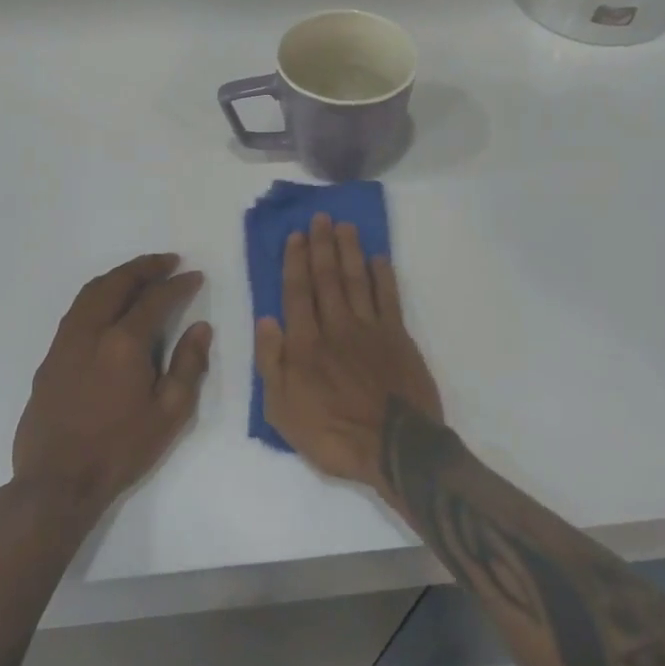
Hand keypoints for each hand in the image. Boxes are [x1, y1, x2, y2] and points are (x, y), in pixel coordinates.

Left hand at [13, 253, 211, 518]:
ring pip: (90, 293)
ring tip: (140, 274)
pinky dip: (97, 295)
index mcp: (123, 343)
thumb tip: (201, 328)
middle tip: (168, 261)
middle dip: (144, 267)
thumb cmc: (121, 449)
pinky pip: (76, 312)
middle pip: (116, 283)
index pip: (155, 299)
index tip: (195, 276)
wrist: (57, 482)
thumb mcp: (170, 413)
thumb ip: (188, 365)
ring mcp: (65, 343)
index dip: (178, 284)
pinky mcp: (50, 359)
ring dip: (118, 277)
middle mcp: (90, 332)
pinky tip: (109, 307)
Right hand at [255, 214, 441, 491]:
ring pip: (357, 280)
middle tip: (321, 218)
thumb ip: (271, 362)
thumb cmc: (332, 435)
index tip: (295, 236)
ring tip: (345, 226)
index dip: (295, 262)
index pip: (297, 292)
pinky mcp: (398, 337)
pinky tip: (379, 258)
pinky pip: (389, 298)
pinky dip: (383, 276)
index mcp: (305, 344)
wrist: (394, 447)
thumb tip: (266, 319)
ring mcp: (370, 329)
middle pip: (327, 278)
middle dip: (322, 245)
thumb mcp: (282, 411)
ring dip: (350, 251)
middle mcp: (336, 326)